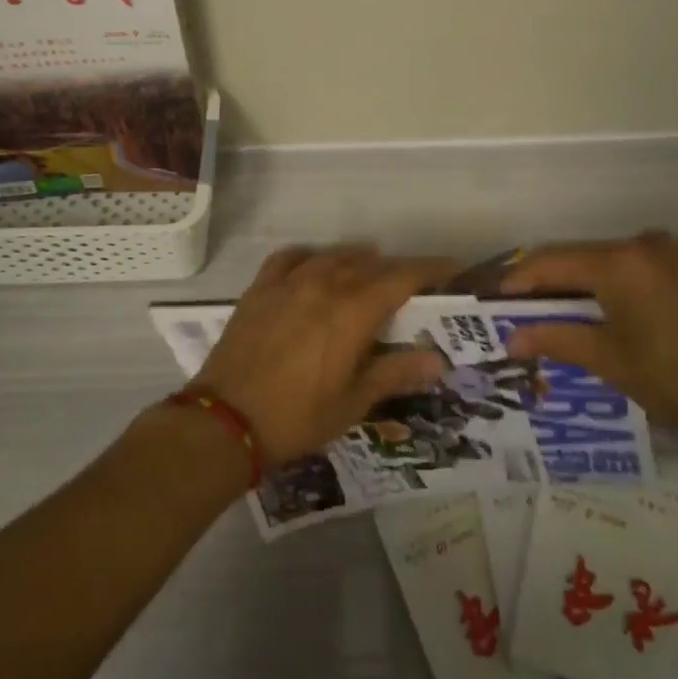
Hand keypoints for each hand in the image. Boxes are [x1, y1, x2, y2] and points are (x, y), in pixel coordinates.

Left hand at [190, 247, 458, 464]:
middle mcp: (325, 285)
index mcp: (353, 311)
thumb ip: (395, 373)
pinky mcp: (260, 289)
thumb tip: (438, 359)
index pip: (402, 276)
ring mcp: (289, 283)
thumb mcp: (352, 403)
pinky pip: (291, 258)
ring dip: (358, 261)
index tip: (453, 269)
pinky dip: (311, 257)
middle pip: (371, 264)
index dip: (431, 269)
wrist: (224, 421)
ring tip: (369, 274)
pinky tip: (315, 268)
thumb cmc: (296, 417)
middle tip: (414, 285)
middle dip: (398, 270)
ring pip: (334, 256)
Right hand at [501, 232, 677, 443]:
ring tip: (559, 314)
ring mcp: (672, 252)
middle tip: (522, 311)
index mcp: (619, 263)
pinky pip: (637, 266)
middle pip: (580, 256)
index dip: (519, 280)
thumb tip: (511, 339)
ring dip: (581, 283)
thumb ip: (557, 340)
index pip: (551, 262)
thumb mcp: (611, 361)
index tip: (494, 299)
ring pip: (609, 260)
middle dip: (548, 282)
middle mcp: (643, 244)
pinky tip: (606, 310)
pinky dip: (613, 283)